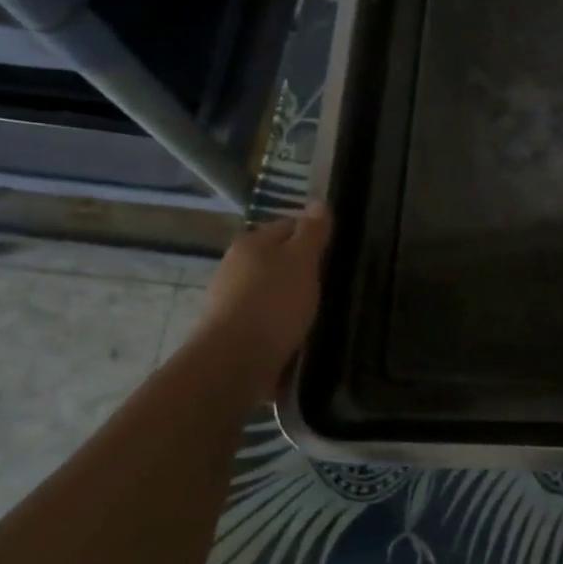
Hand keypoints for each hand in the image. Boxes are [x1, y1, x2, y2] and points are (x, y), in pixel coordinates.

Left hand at [190, 202, 330, 391]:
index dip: (313, 235)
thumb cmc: (273, 302)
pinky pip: (262, 319)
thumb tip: (319, 201)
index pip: (288, 226)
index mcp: (251, 243)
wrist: (234, 362)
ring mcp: (228, 300)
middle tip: (328, 283)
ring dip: (289, 299)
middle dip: (300, 269)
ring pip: (269, 290)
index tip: (334, 252)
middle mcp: (234, 267)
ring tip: (315, 313)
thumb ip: (312, 232)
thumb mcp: (302, 260)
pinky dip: (278, 323)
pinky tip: (295, 335)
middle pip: (276, 259)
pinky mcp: (230, 331)